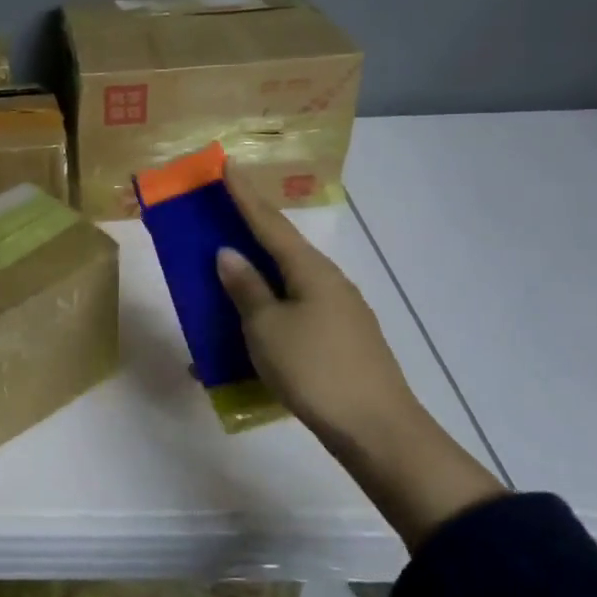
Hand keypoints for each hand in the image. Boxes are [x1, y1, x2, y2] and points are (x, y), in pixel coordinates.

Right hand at [213, 164, 423, 453]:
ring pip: (287, 282)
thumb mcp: (267, 328)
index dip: (245, 195)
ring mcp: (339, 311)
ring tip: (226, 274)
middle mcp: (328, 282)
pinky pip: (294, 311)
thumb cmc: (315, 370)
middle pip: (281, 248)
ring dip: (256, 275)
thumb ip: (246, 288)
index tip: (227, 165)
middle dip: (249, 231)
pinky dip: (268, 310)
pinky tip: (251, 328)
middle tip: (218, 216)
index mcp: (310, 270)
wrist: (377, 431)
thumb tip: (229, 253)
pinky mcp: (341, 339)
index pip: (269, 222)